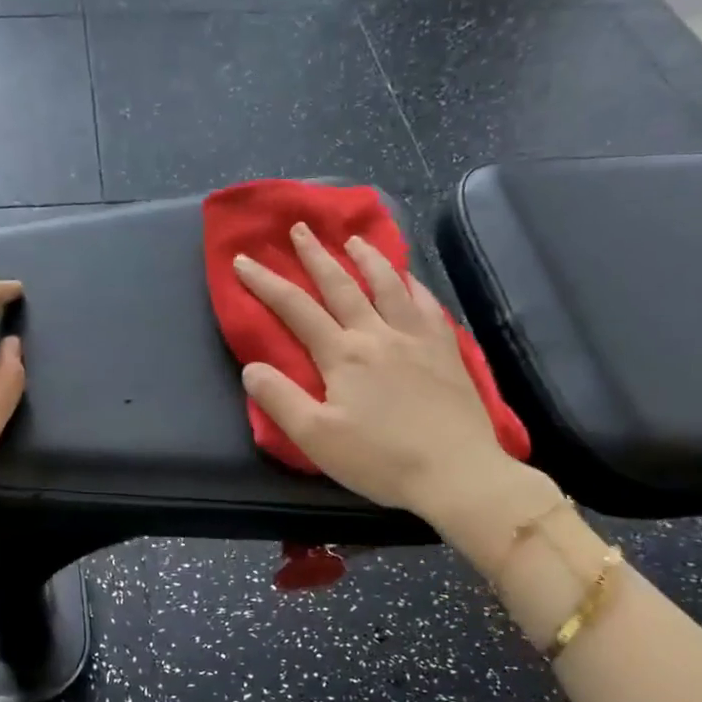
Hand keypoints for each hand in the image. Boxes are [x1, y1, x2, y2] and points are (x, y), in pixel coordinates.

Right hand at [233, 224, 533, 524]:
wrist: (457, 473)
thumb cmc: (380, 459)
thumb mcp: (316, 438)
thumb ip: (280, 400)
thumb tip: (251, 368)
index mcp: (343, 355)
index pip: (296, 309)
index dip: (266, 282)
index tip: (244, 259)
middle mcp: (378, 334)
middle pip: (342, 286)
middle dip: (316, 255)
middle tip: (300, 228)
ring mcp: (417, 338)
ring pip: (389, 286)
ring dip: (367, 258)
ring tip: (354, 239)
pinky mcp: (446, 350)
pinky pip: (427, 305)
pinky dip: (413, 285)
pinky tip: (409, 279)